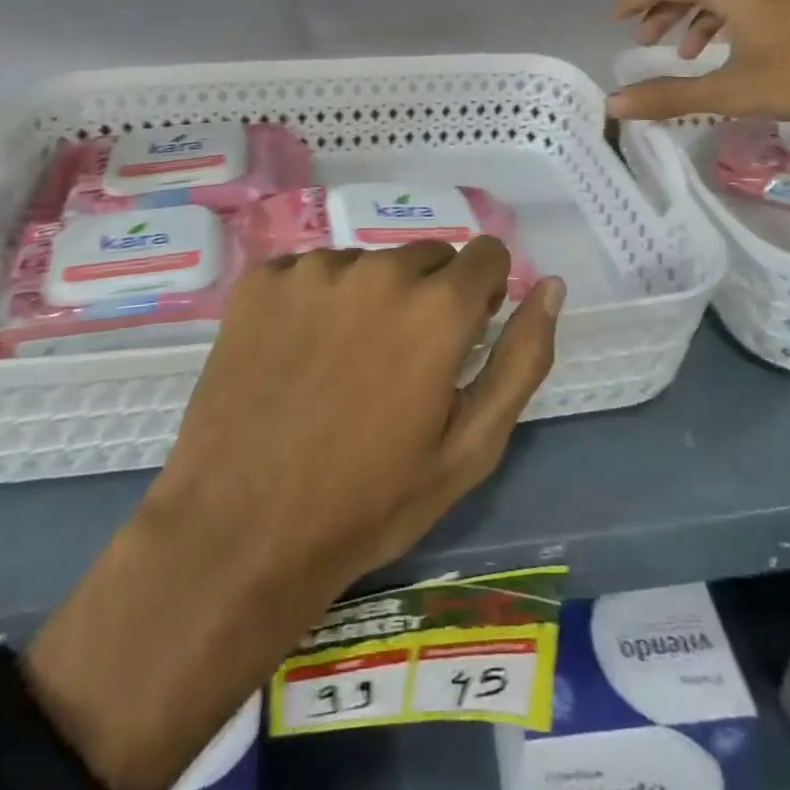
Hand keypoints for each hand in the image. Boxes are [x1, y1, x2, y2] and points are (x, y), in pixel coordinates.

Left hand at [25, 240, 563, 789]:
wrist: (239, 535)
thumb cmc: (369, 502)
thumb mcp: (470, 447)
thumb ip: (522, 358)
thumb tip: (550, 285)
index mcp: (437, 306)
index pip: (485, 254)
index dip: (482, 293)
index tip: (463, 335)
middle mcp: (378, 269)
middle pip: (426, 256)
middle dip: (428, 296)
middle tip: (398, 364)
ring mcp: (312, 269)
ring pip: (367, 263)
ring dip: (369, 298)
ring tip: (341, 366)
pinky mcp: (261, 280)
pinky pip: (310, 271)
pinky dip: (314, 302)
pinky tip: (295, 356)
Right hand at [607, 0, 789, 146]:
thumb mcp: (733, 91)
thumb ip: (671, 96)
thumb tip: (614, 105)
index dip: (636, 0)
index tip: (614, 19)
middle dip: (666, 12)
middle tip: (647, 40)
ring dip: (700, 18)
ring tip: (690, 53)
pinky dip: (732, 18)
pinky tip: (739, 47)